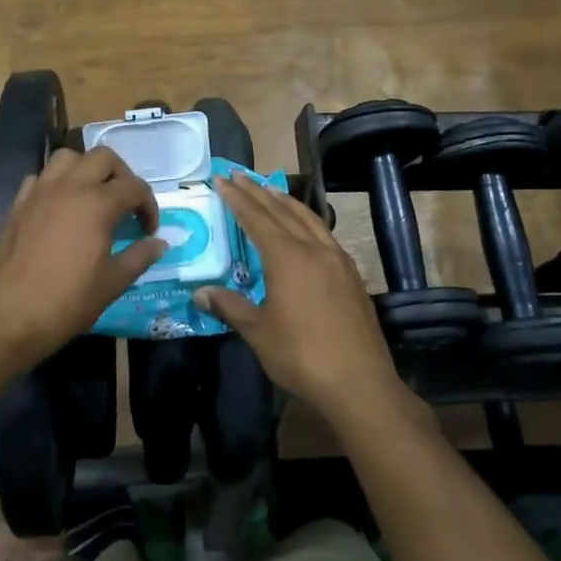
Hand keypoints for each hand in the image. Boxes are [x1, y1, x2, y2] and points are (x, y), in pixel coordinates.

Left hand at [0, 146, 166, 369]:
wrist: (8, 318)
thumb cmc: (67, 302)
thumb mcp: (112, 283)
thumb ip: (139, 257)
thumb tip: (159, 244)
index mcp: (97, 204)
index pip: (134, 187)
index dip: (149, 205)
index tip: (148, 230)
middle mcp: (68, 187)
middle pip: (103, 158)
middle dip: (121, 175)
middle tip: (125, 204)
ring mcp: (39, 192)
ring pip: (68, 158)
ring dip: (86, 169)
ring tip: (93, 196)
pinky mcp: (17, 204)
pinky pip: (40, 178)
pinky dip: (55, 183)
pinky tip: (59, 208)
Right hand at [194, 172, 403, 421]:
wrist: (360, 384)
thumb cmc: (301, 356)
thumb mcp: (257, 332)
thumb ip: (230, 306)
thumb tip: (200, 293)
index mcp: (287, 257)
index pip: (256, 218)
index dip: (237, 198)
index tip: (221, 180)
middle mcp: (314, 249)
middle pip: (282, 211)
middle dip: (258, 192)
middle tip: (239, 176)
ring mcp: (338, 260)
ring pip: (309, 219)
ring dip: (286, 202)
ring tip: (271, 190)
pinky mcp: (352, 276)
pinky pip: (325, 235)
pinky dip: (308, 221)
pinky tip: (306, 228)